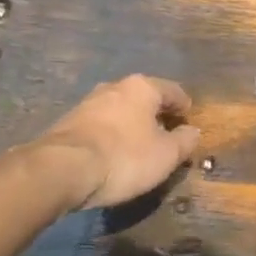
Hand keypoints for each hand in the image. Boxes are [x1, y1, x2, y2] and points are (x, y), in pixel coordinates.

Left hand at [23, 75, 198, 210]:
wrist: (62, 169)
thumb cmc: (124, 157)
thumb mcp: (165, 155)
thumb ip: (185, 141)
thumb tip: (193, 131)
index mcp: (143, 87)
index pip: (173, 91)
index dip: (185, 108)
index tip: (189, 124)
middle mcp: (115, 86)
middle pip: (145, 98)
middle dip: (156, 115)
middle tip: (166, 137)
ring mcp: (89, 102)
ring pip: (120, 110)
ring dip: (132, 125)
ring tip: (139, 147)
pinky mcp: (68, 122)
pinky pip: (101, 125)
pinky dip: (112, 135)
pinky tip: (113, 154)